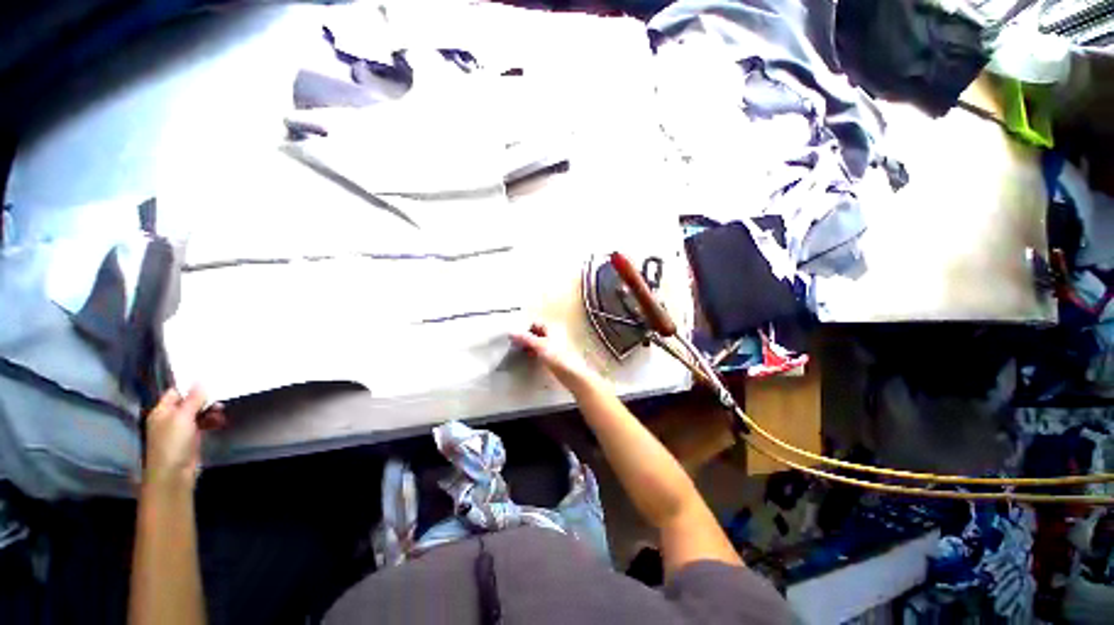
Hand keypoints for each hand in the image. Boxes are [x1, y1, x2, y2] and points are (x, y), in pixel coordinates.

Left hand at [143, 388, 225, 489]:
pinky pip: (203, 424)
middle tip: (220, 395)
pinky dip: (212, 421)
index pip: (176, 391)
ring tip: (221, 411)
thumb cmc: (173, 443)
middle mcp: (170, 418)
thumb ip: (193, 399)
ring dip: (210, 410)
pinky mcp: (191, 438)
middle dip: (205, 399)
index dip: (190, 385)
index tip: (210, 378)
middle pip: (189, 402)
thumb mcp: (183, 417)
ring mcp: (181, 429)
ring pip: (198, 413)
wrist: (174, 474)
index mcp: (162, 410)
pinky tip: (220, 422)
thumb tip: (201, 381)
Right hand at [510, 322, 597, 389]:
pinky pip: (543, 349)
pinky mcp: (556, 354)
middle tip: (516, 344)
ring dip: (530, 345)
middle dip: (527, 337)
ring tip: (522, 351)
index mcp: (553, 327)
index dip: (525, 328)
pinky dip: (536, 351)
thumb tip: (512, 332)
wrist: (572, 374)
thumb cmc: (558, 357)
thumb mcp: (539, 346)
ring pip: (540, 341)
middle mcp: (555, 333)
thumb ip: (525, 338)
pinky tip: (531, 357)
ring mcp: (556, 344)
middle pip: (537, 331)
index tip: (515, 336)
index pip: (535, 322)